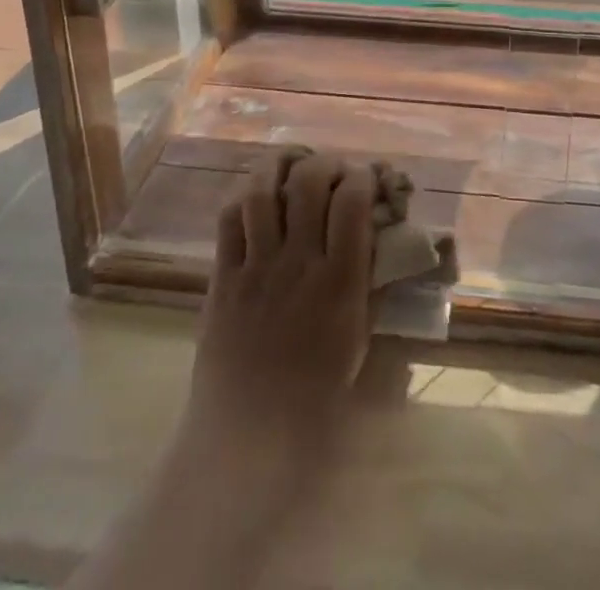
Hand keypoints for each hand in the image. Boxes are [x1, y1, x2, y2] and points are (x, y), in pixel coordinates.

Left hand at [183, 151, 376, 460]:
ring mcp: (255, 267)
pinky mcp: (221, 278)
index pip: (352, 201)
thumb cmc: (315, 395)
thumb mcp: (357, 336)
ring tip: (289, 165)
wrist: (249, 437)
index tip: (365, 178)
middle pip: (307, 182)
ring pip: (260, 191)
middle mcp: (297, 263)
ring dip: (277, 166)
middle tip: (328, 170)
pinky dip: (243, 197)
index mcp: (338, 281)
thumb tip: (377, 237)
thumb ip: (366, 281)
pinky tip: (255, 196)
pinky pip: (228, 220)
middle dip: (323, 162)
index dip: (361, 176)